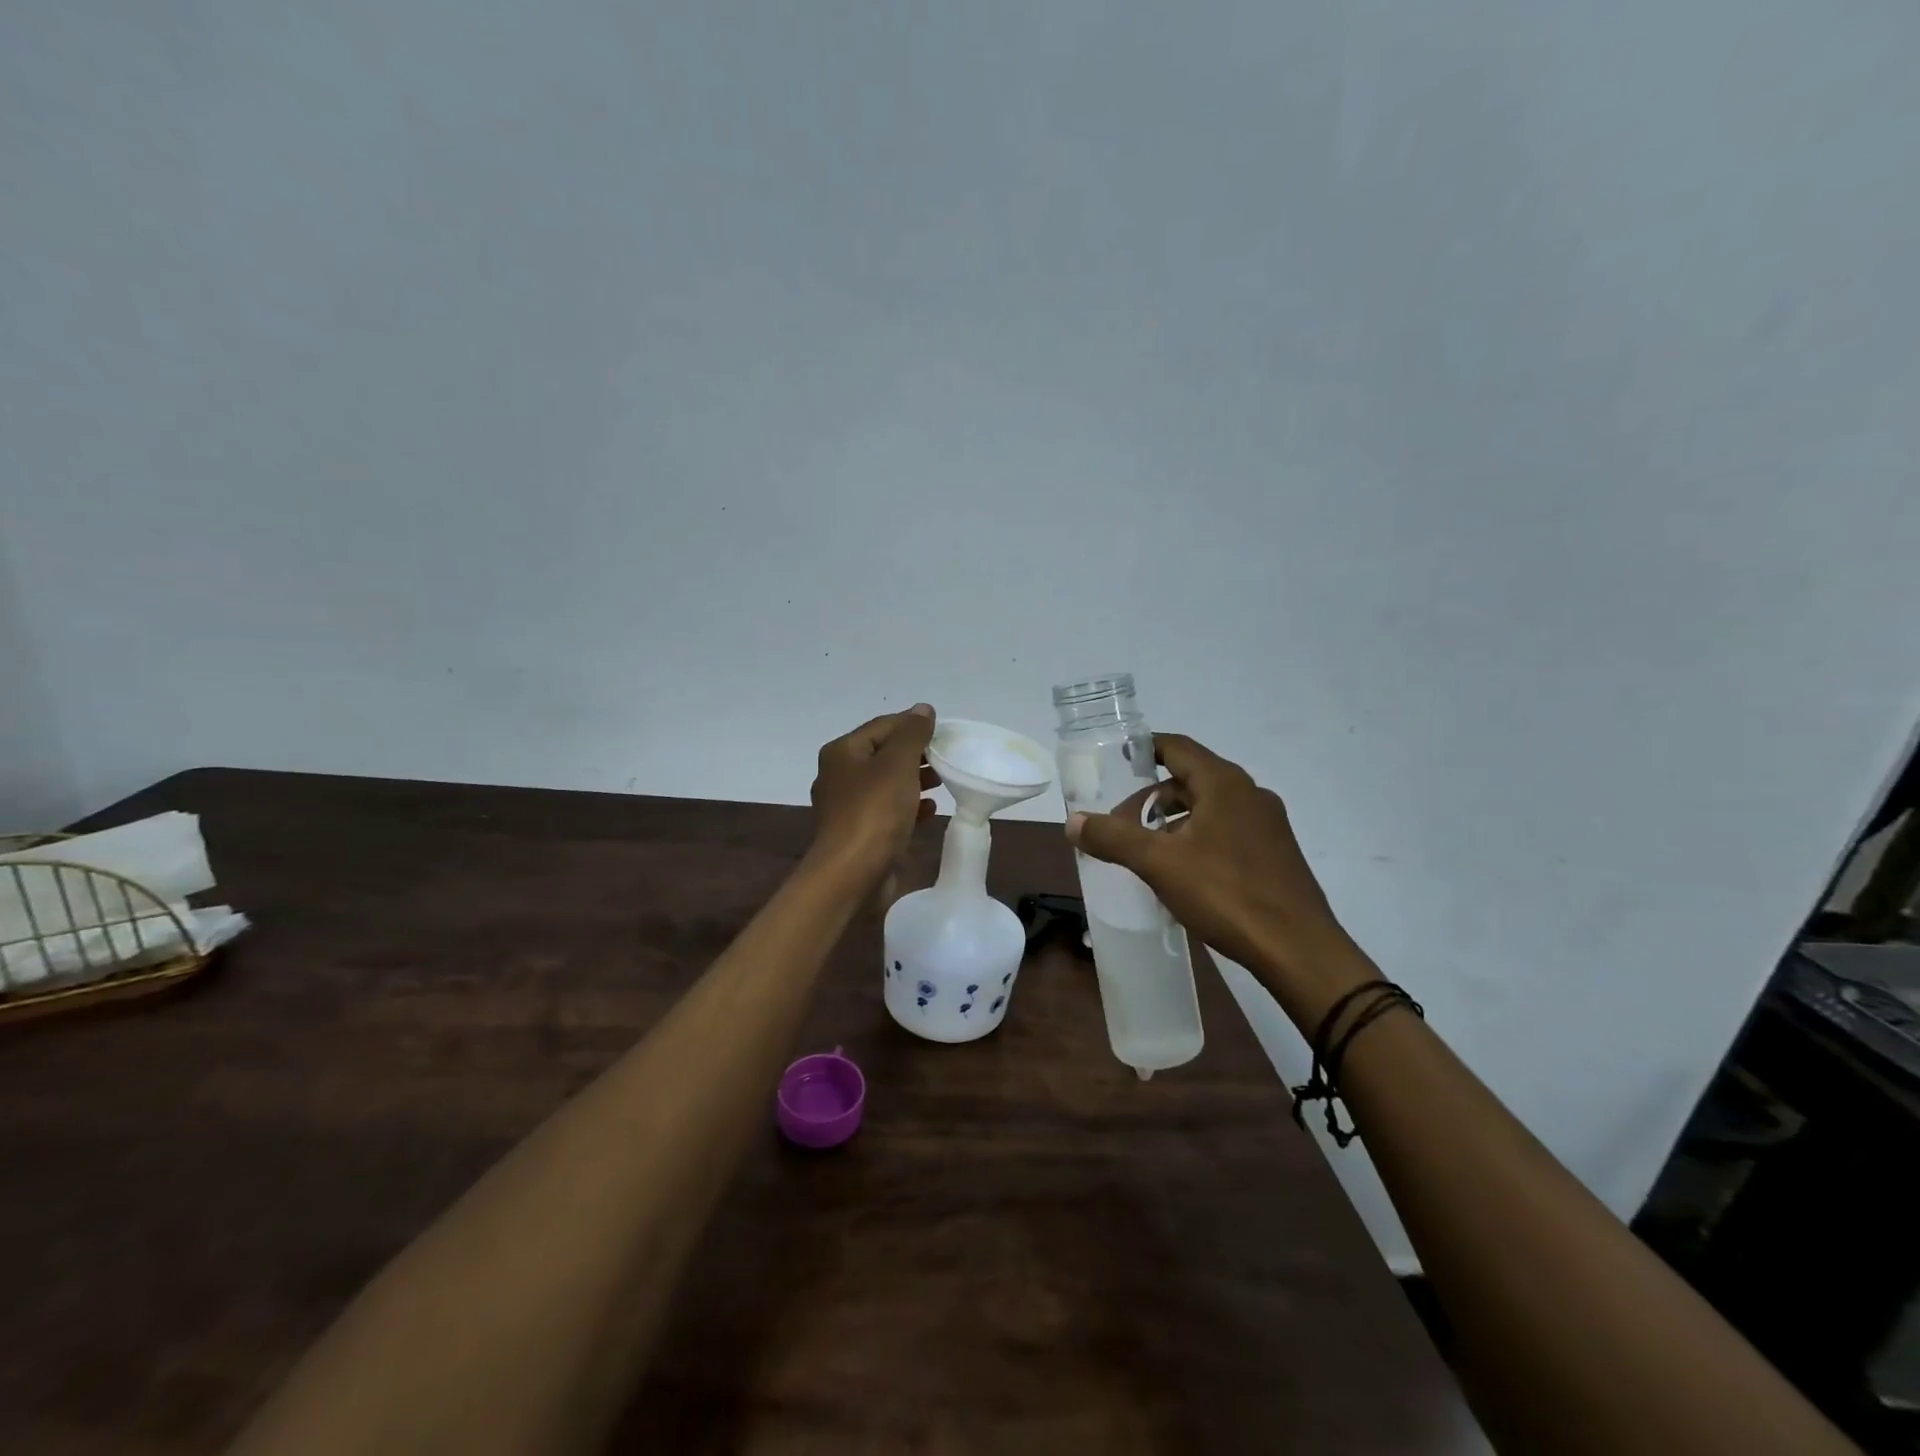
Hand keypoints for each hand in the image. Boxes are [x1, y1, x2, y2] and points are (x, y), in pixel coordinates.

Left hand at [808, 705, 938, 888]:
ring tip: (943, 781)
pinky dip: (908, 806)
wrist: (851, 875)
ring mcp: (847, 806)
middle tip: (947, 758)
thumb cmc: (874, 812)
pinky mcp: (858, 833)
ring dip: (915, 780)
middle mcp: (839, 775)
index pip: (883, 725)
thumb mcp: (897, 764)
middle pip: (884, 754)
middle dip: (916, 754)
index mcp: (842, 752)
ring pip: (887, 783)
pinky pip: (887, 810)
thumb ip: (912, 734)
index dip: (914, 725)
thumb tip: (922, 709)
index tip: (945, 733)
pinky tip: (930, 810)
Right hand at [1066, 734, 1371, 1017]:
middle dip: (1151, 798)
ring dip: (1174, 822)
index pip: (1177, 747)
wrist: (1299, 950)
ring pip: (1209, 809)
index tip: (1115, 762)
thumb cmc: (1227, 894)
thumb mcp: (1159, 864)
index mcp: (1224, 783)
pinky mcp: (1275, 854)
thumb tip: (1072, 821)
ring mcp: (1268, 825)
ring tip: (1147, 853)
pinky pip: (1226, 832)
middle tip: (1121, 825)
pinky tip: (1182, 874)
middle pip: (1190, 780)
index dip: (1144, 749)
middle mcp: (1250, 794)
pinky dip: (1197, 840)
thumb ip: (1113, 838)